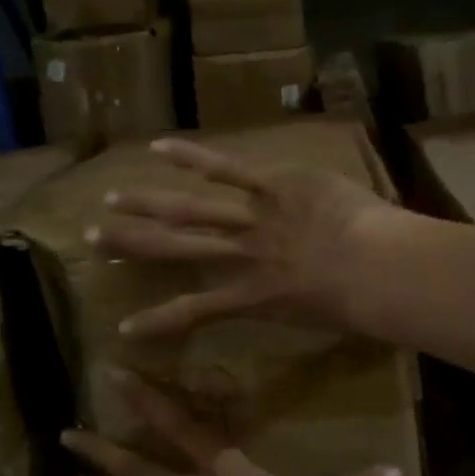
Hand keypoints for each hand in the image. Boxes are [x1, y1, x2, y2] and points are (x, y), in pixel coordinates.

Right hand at [89, 137, 402, 339]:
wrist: (382, 271)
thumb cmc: (365, 306)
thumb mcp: (325, 317)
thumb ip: (301, 306)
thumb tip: (296, 302)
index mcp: (254, 296)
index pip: (195, 311)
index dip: (157, 321)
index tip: (122, 329)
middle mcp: (241, 256)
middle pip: (176, 248)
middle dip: (132, 244)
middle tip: (92, 238)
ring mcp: (253, 218)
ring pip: (190, 210)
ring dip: (147, 204)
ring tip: (111, 199)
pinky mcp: (272, 185)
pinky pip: (227, 170)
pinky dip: (192, 157)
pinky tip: (157, 147)